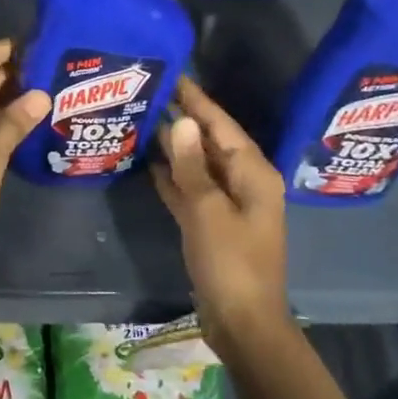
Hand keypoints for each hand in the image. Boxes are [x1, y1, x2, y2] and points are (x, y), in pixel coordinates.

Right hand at [152, 77, 289, 343]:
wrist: (242, 323)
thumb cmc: (230, 263)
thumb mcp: (208, 210)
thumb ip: (192, 166)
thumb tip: (184, 122)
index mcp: (253, 174)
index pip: (221, 125)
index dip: (197, 100)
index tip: (173, 74)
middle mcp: (244, 183)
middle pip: (211, 142)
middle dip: (184, 118)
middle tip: (150, 92)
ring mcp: (227, 204)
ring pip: (198, 165)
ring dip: (176, 146)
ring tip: (144, 119)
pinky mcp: (211, 224)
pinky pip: (190, 189)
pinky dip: (173, 175)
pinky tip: (149, 161)